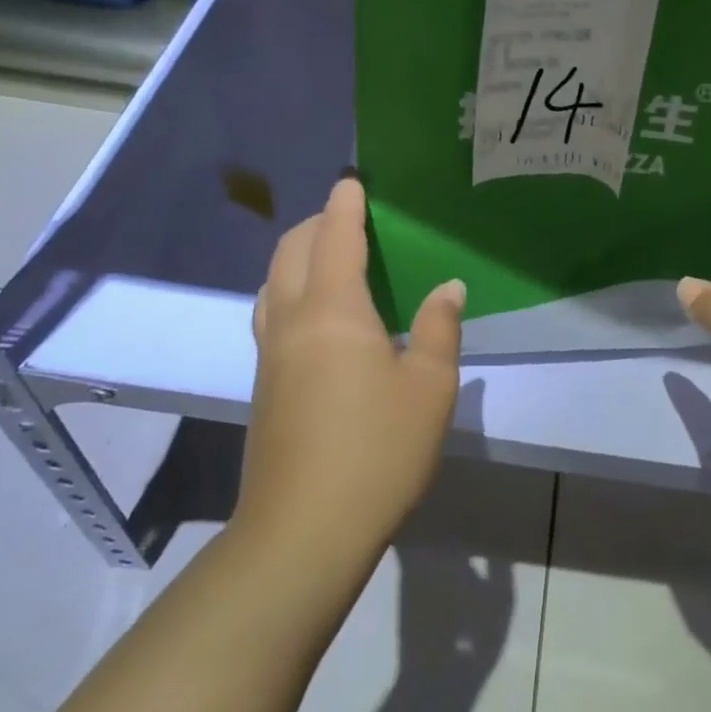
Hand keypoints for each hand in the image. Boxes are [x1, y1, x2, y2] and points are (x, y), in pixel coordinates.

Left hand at [238, 177, 465, 580]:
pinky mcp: (264, 384)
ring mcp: (270, 354)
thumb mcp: (430, 387)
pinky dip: (291, 288)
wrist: (304, 531)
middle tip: (350, 216)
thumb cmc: (377, 450)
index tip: (354, 180)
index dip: (346, 204)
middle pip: (292, 250)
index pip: (336, 237)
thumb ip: (440, 329)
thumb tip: (446, 288)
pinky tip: (318, 314)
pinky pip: (272, 312)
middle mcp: (292, 320)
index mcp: (333, 310)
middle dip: (317, 222)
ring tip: (332, 257)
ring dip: (298, 254)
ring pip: (274, 281)